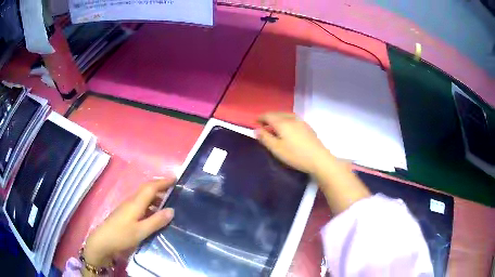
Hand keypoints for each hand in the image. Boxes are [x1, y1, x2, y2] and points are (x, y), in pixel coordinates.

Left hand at [83, 179, 174, 269]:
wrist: (103, 241)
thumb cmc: (122, 235)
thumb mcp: (141, 231)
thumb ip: (156, 221)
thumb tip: (172, 210)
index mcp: (136, 203)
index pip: (151, 187)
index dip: (163, 182)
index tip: (176, 179)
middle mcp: (132, 201)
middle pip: (147, 189)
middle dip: (160, 186)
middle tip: (174, 189)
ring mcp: (127, 207)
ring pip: (144, 196)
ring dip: (156, 196)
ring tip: (168, 202)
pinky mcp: (126, 213)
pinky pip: (141, 204)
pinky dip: (150, 204)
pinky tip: (155, 214)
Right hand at [256, 112, 333, 173]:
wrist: (319, 159)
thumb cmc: (295, 155)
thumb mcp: (276, 149)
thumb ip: (265, 138)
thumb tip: (256, 130)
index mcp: (282, 123)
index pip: (268, 115)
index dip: (260, 118)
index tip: (255, 122)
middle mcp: (291, 119)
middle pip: (277, 114)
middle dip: (269, 117)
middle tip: (263, 124)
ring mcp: (301, 122)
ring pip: (286, 115)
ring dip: (278, 118)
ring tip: (275, 126)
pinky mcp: (308, 127)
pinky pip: (293, 119)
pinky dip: (286, 120)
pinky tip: (288, 129)